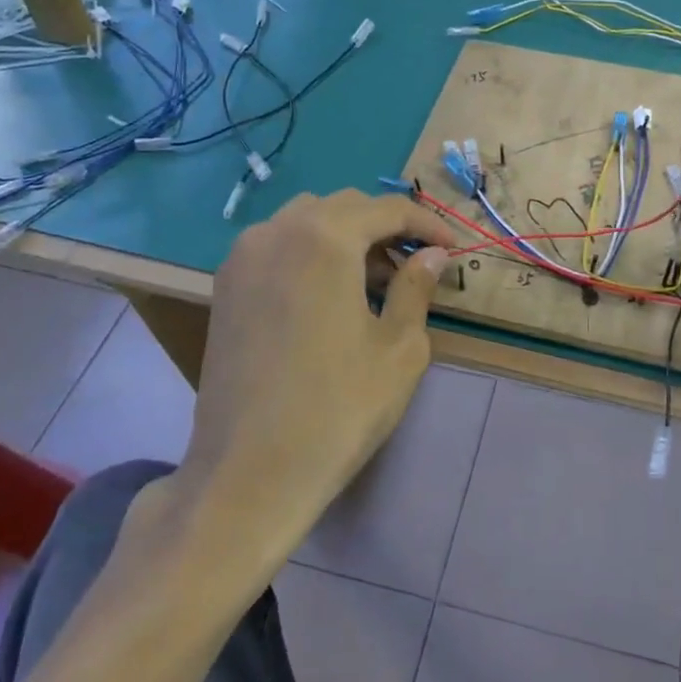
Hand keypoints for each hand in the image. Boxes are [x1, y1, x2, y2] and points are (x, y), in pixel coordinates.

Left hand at [156, 191, 456, 548]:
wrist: (250, 473)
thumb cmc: (338, 408)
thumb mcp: (399, 348)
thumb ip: (417, 287)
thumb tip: (433, 255)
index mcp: (324, 238)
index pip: (387, 209)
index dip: (428, 224)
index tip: (455, 249)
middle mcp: (277, 232)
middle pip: (345, 207)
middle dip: (387, 227)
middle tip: (419, 264)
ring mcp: (243, 258)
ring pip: (307, 221)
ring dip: (348, 237)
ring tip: (377, 280)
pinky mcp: (225, 288)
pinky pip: (278, 246)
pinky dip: (312, 253)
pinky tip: (332, 294)